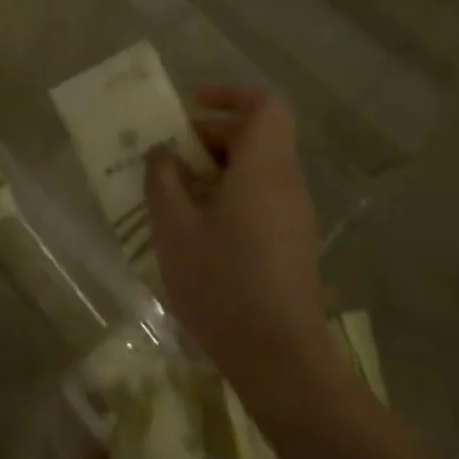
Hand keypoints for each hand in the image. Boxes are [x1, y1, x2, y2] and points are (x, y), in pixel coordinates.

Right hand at [145, 87, 332, 378]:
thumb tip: (163, 153)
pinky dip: (229, 196)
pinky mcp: (293, 245)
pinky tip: (197, 230)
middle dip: (210, 136)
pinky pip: (261, 198)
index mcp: (264, 169)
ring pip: (257, 169)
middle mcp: (287, 184)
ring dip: (216, 169)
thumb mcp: (174, 227)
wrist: (282, 364)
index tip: (192, 106)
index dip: (230, 95)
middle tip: (169, 157)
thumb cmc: (223, 285)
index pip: (265, 105)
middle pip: (256, 136)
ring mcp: (294, 217)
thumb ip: (163, 179)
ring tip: (174, 195)